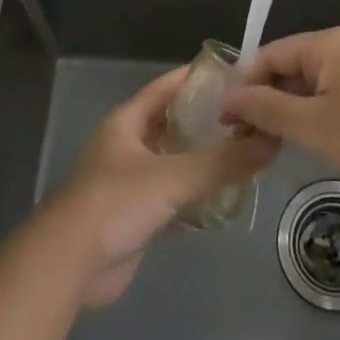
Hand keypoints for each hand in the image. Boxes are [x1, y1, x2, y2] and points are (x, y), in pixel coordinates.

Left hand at [47, 66, 276, 306]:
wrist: (69, 266)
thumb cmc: (115, 203)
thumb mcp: (173, 176)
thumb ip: (222, 161)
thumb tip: (271, 143)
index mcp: (128, 121)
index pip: (169, 85)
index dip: (200, 77)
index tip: (238, 74)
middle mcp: (129, 145)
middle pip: (175, 123)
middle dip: (210, 121)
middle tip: (252, 118)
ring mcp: (132, 182)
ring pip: (177, 161)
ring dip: (206, 159)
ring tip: (248, 152)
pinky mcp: (137, 216)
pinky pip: (175, 196)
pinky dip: (198, 195)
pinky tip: (228, 195)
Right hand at [220, 28, 339, 195]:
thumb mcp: (312, 124)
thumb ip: (267, 108)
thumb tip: (227, 98)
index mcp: (325, 44)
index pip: (269, 54)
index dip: (242, 85)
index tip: (223, 120)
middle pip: (288, 65)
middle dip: (263, 97)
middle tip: (242, 135)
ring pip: (309, 82)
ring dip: (287, 107)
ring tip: (267, 141)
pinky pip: (330, 92)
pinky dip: (311, 111)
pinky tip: (305, 137)